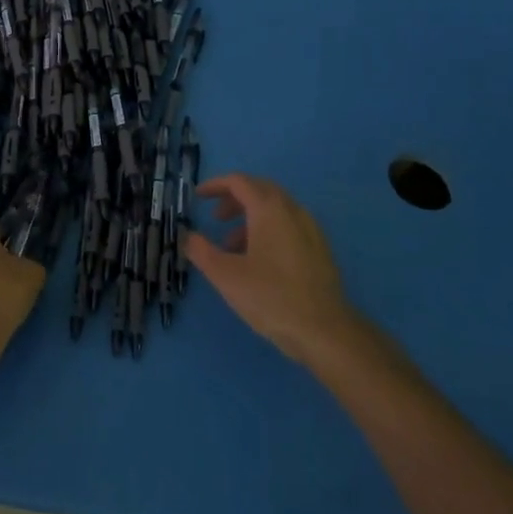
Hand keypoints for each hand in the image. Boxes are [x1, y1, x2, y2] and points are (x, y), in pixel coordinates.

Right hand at [182, 174, 365, 365]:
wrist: (324, 331)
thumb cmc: (270, 297)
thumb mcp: (225, 275)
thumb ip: (201, 251)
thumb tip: (188, 236)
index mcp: (269, 209)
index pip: (239, 182)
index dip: (215, 186)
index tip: (198, 197)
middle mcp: (293, 210)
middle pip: (260, 190)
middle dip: (234, 199)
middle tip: (216, 218)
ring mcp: (311, 229)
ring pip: (276, 209)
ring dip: (250, 218)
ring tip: (232, 247)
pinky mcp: (320, 249)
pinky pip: (289, 225)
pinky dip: (268, 230)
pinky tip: (259, 261)